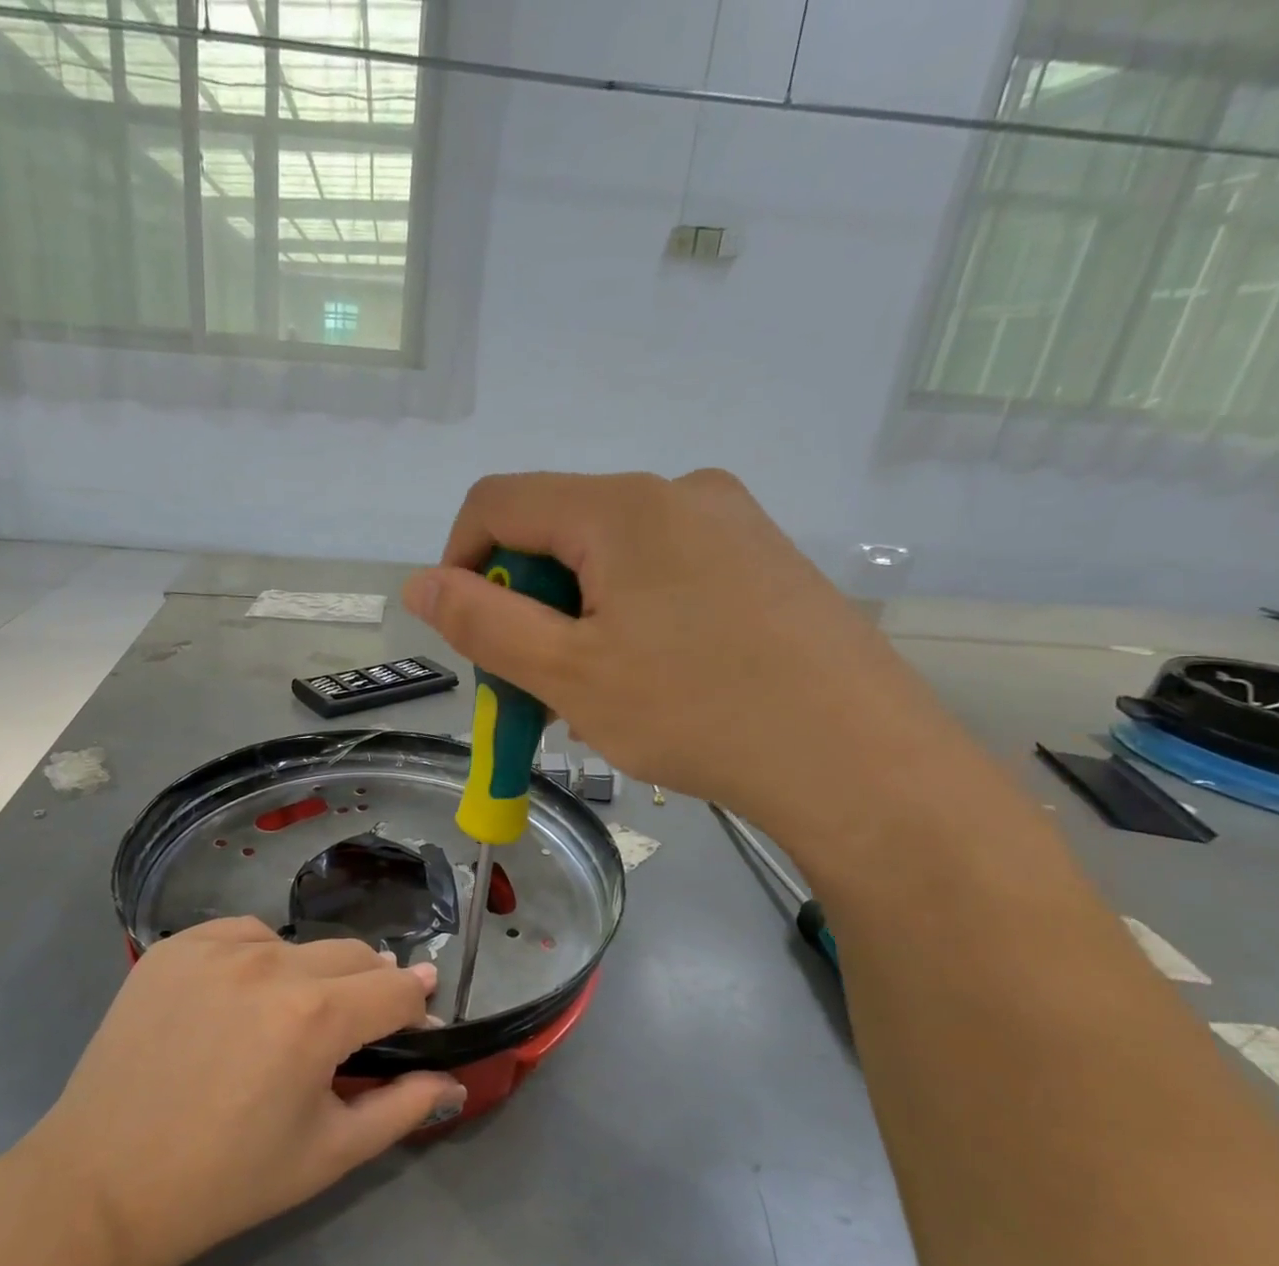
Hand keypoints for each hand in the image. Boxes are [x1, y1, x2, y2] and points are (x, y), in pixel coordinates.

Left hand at [23, 919, 463, 1265]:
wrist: (102, 1184)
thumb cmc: (226, 1180)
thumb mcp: (328, 1155)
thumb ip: (403, 1108)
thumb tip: (451, 1078)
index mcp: (316, 1016)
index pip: (397, 988)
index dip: (416, 1007)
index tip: (416, 1023)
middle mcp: (272, 964)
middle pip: (354, 955)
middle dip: (369, 988)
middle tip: (350, 1032)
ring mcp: (218, 947)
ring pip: (298, 944)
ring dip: (311, 974)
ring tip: (284, 1021)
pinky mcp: (175, 945)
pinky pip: (242, 934)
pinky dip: (256, 959)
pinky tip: (238, 998)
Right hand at [402, 470, 970, 849]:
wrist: (859, 760)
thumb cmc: (698, 711)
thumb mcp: (568, 672)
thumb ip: (481, 622)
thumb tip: (419, 583)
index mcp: (621, 506)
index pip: (499, 501)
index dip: (459, 561)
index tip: (466, 634)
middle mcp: (678, 492)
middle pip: (558, 530)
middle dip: (526, 604)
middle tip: (536, 685)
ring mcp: (731, 523)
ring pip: (611, 558)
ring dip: (578, 618)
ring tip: (600, 695)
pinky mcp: (764, 560)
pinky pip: (665, 573)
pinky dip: (630, 617)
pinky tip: (657, 679)